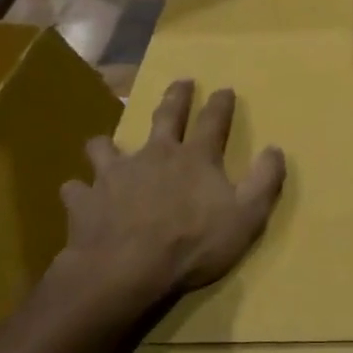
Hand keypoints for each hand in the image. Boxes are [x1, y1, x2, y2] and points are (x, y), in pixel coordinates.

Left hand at [57, 79, 285, 314]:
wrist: (126, 270)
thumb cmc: (192, 245)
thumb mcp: (246, 217)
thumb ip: (264, 182)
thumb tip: (276, 149)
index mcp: (194, 158)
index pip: (213, 121)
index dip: (221, 104)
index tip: (224, 89)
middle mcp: (154, 155)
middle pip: (165, 116)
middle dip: (176, 97)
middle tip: (181, 82)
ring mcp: (115, 174)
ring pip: (106, 147)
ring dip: (107, 145)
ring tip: (105, 146)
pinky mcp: (85, 199)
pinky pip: (76, 189)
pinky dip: (79, 192)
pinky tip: (79, 197)